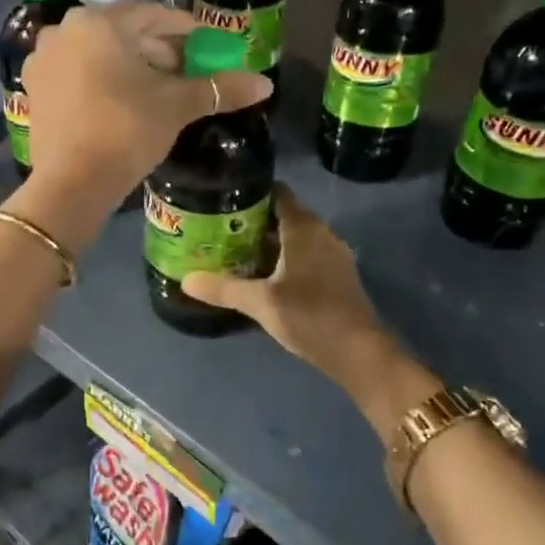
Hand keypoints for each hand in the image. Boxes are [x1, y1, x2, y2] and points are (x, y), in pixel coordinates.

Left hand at [22, 0, 272, 205]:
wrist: (72, 183)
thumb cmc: (126, 132)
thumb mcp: (175, 106)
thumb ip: (219, 88)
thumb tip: (266, 84)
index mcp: (99, 22)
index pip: (153, 14)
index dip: (185, 29)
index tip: (208, 46)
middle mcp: (65, 30)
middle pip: (123, 31)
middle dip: (157, 49)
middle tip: (186, 71)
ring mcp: (43, 59)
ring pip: (98, 51)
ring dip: (130, 64)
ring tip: (157, 88)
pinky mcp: (35, 88)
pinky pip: (76, 72)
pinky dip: (101, 79)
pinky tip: (121, 101)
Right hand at [180, 185, 391, 375]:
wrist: (358, 352)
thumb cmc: (309, 316)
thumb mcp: (260, 302)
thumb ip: (223, 288)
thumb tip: (186, 280)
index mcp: (304, 228)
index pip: (277, 193)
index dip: (251, 192)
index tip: (223, 199)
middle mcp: (322, 233)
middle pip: (284, 215)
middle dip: (254, 221)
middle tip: (221, 229)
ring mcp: (334, 254)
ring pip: (296, 237)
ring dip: (269, 242)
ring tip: (236, 251)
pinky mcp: (338, 275)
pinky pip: (307, 255)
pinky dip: (285, 258)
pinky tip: (265, 276)